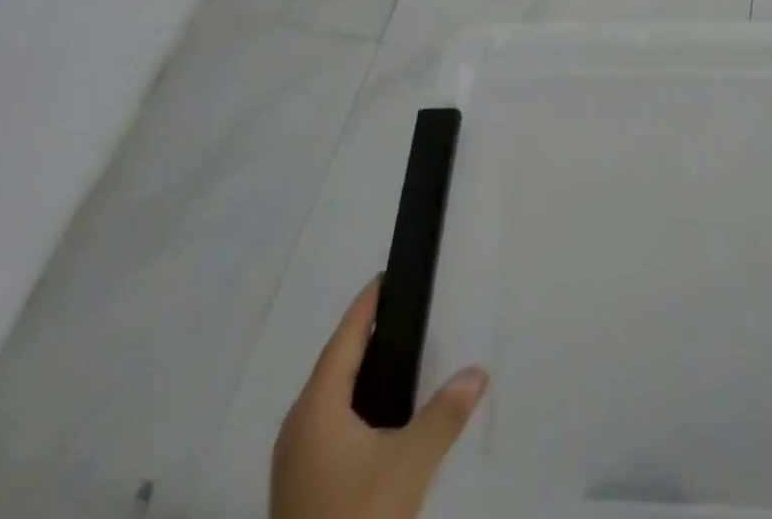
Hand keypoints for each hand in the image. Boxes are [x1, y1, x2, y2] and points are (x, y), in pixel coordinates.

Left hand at [272, 276, 488, 518]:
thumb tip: (477, 372)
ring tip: (391, 358)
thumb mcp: (408, 465)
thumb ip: (444, 415)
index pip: (344, 339)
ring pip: (327, 400)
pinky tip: (373, 419)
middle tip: (396, 312)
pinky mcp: (299, 490)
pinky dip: (350, 406)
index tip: (384, 277)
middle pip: (332, 366)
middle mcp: (298, 427)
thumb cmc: (356, 517)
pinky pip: (326, 427)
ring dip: (355, 375)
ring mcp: (293, 462)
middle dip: (362, 337)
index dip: (365, 307)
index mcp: (316, 408)